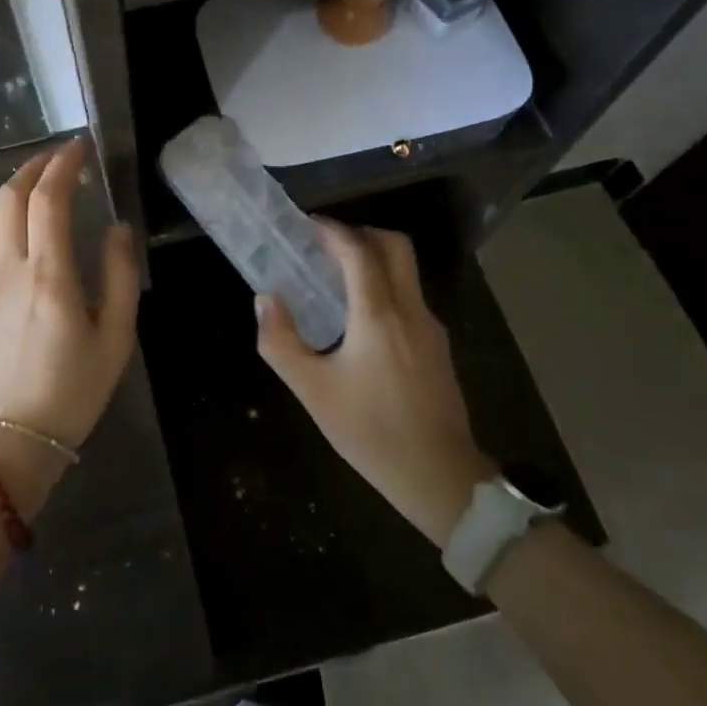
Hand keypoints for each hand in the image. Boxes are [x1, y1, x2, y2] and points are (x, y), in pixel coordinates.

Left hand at [0, 139, 140, 467]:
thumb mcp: (115, 336)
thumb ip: (120, 274)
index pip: (49, 197)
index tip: (81, 147)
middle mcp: (10, 266)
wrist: (12, 439)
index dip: (64, 163)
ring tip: (41, 185)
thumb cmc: (73, 390)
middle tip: (63, 157)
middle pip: (12, 194)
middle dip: (37, 165)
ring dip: (15, 188)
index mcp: (49, 273)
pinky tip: (11, 228)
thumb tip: (117, 227)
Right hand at [256, 221, 494, 543]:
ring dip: (373, 260)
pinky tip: (360, 318)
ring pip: (406, 270)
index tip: (307, 226)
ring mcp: (430, 327)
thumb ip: (282, 343)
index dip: (332, 231)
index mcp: (379, 314)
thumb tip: (265, 300)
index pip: (359, 251)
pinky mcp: (438, 346)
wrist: (441, 479)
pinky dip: (384, 286)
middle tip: (325, 246)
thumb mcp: (313, 392)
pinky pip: (410, 296)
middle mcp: (410, 309)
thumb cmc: (372, 433)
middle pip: (394, 246)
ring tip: (336, 279)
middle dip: (360, 234)